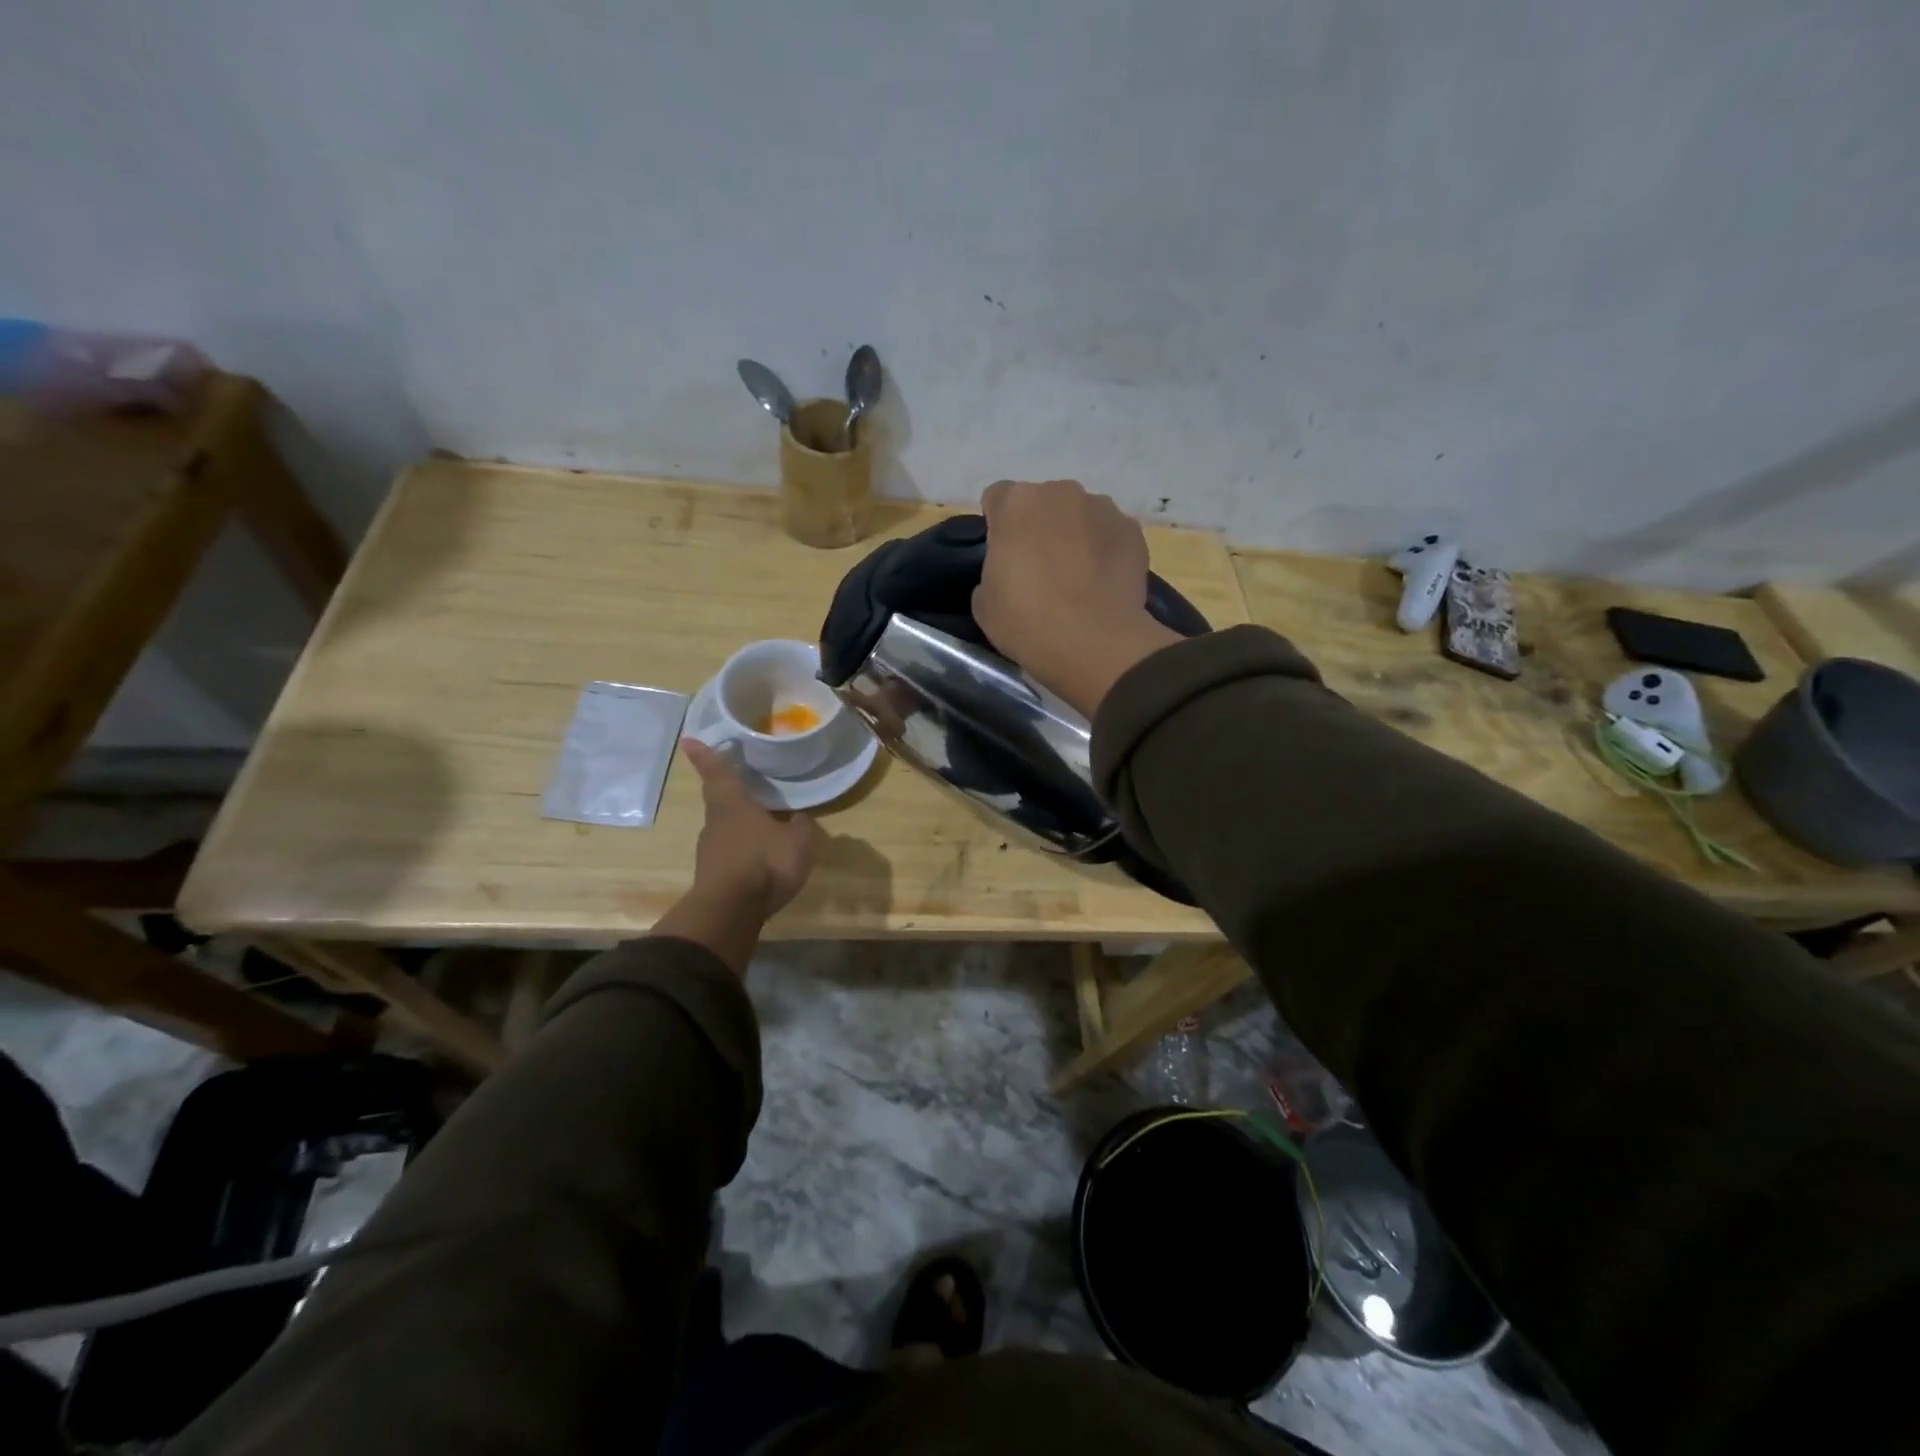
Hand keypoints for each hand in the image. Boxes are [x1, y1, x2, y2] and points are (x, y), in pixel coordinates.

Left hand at [681, 739, 823, 919]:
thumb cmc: (765, 862)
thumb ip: (802, 825)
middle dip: (734, 795)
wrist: (731, 911)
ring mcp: (710, 851)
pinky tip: (763, 861)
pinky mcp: (713, 875)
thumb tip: (801, 817)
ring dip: (743, 828)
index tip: (688, 739)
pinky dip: (745, 853)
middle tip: (750, 789)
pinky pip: (732, 855)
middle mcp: (716, 823)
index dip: (705, 755)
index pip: (719, 773)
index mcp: (733, 805)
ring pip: (727, 830)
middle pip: (722, 802)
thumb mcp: (799, 841)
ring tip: (766, 830)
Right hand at [972, 479, 1181, 716]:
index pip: (997, 499)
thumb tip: (1008, 573)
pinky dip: (1106, 550)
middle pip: (1043, 502)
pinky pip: (1110, 534)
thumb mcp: (983, 603)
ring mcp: (1102, 507)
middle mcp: (1060, 492)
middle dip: (1039, 527)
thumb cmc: (1027, 621)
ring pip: (1080, 515)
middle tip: (1039, 569)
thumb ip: (992, 572)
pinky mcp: (1133, 530)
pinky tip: (1103, 583)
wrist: (1094, 642)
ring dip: (1075, 535)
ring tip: (1077, 578)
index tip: (1003, 557)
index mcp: (1016, 503)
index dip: (998, 527)